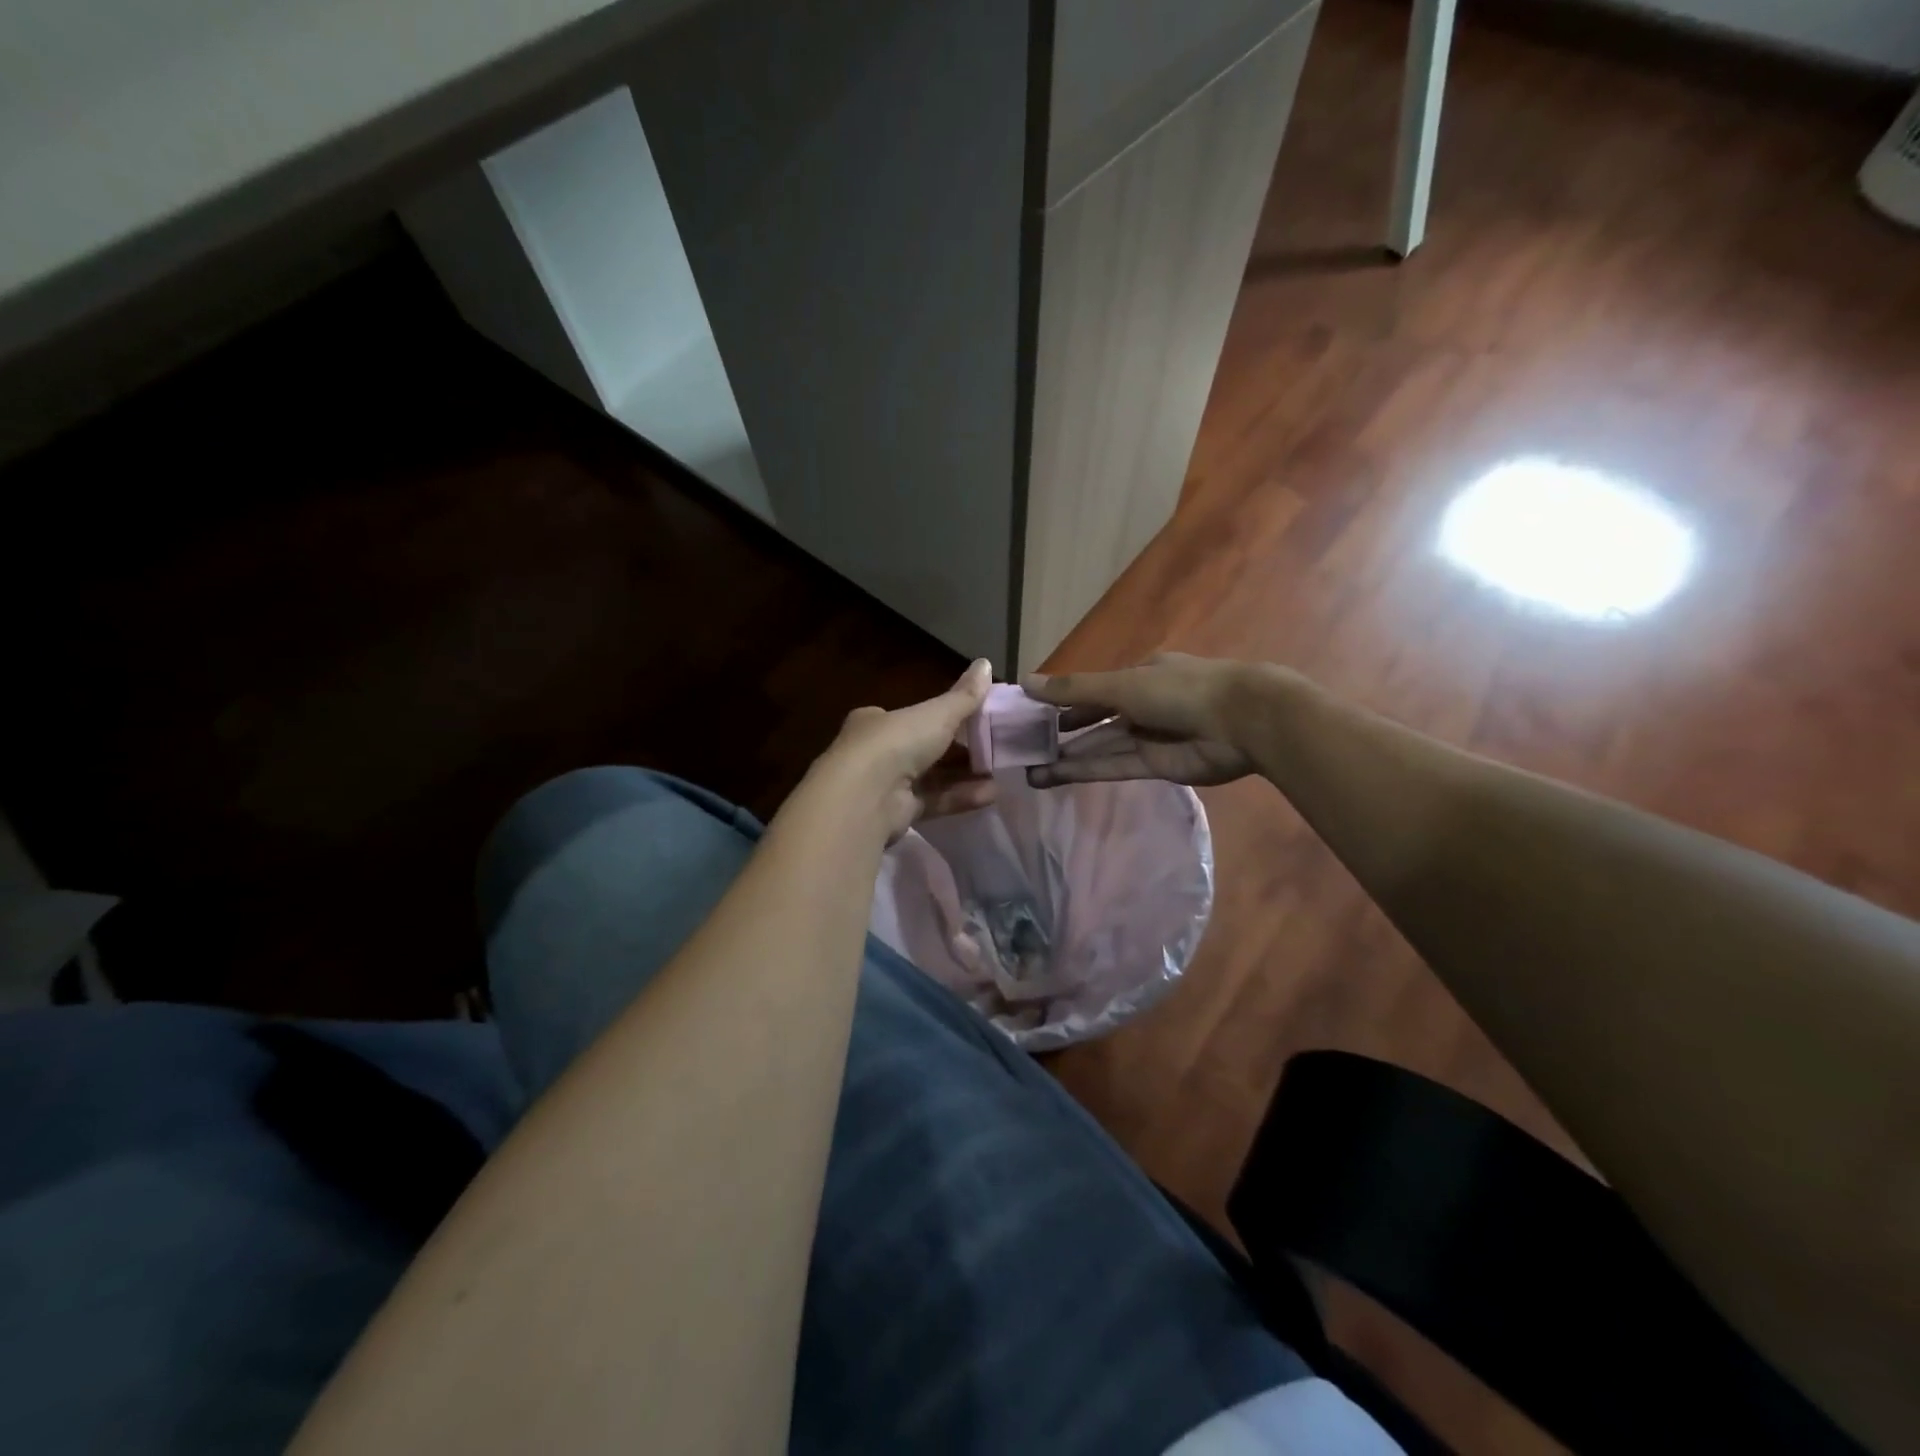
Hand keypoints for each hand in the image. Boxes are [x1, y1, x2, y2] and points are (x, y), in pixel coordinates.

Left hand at [814, 659, 996, 838]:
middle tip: (992, 749)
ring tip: (999, 774)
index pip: (911, 716)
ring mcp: (884, 785)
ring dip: (963, 775)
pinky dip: (959, 797)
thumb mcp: (937, 714)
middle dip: (957, 751)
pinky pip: (932, 801)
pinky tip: (990, 795)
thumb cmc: (897, 742)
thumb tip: (987, 663)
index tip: (973, 720)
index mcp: (877, 721)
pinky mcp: (895, 814)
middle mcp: (876, 752)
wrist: (864, 797)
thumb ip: (964, 696)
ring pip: (930, 778)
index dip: (941, 717)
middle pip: (922, 748)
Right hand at [1021, 653, 1259, 787]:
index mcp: (1139, 676)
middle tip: (1025, 748)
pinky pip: (1114, 766)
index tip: (1032, 714)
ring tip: (1030, 770)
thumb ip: (1074, 690)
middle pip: (1095, 720)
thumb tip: (1024, 682)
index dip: (1063, 702)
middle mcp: (1142, 705)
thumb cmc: (1179, 690)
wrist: (1241, 722)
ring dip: (1068, 758)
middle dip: (1062, 734)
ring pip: (1101, 747)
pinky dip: (1086, 771)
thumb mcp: (1121, 685)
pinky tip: (1054, 776)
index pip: (1094, 690)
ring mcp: (1150, 737)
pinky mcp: (1157, 766)